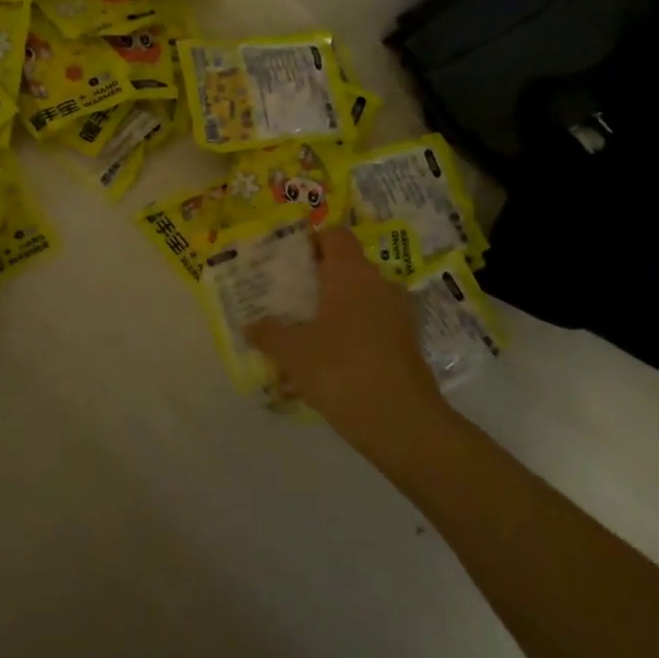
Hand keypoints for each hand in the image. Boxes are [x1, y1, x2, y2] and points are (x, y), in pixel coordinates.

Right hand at [248, 227, 448, 453]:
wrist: (401, 422)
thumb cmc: (340, 369)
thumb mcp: (292, 352)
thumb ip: (268, 333)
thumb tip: (251, 326)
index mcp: (350, 273)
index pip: (335, 235)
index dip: (312, 241)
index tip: (288, 260)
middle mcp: (379, 284)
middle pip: (347, 267)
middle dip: (319, 279)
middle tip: (289, 297)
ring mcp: (398, 315)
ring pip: (361, 298)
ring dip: (337, 309)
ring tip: (306, 331)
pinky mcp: (407, 344)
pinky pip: (373, 326)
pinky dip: (353, 334)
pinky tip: (330, 361)